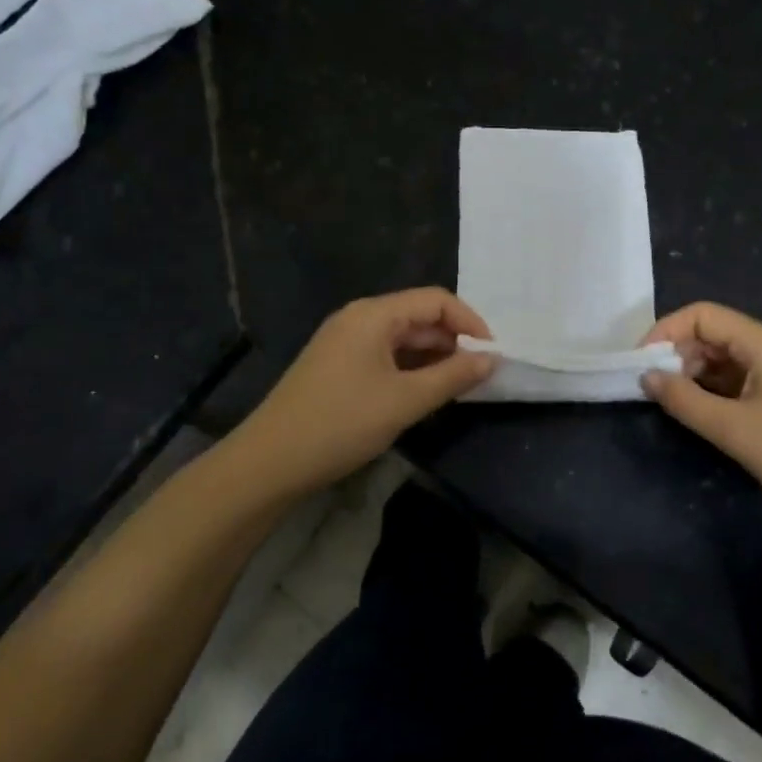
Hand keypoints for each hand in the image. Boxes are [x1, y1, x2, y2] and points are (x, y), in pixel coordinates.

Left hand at [235, 288, 496, 496]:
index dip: (469, 322)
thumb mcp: (405, 401)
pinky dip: (409, 369)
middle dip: (452, 341)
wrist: (270, 461)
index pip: (435, 300)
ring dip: (432, 357)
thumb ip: (453, 377)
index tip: (491, 355)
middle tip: (478, 375)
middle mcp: (358, 318)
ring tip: (456, 387)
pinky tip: (422, 393)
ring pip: (401, 338)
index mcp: (373, 314)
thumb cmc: (341, 423)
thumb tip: (492, 359)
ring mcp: (344, 341)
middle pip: (418, 316)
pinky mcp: (336, 365)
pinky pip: (384, 355)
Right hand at [641, 302, 761, 539]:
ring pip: (724, 359)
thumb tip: (646, 376)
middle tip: (653, 390)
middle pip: (712, 333)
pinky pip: (739, 382)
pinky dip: (714, 392)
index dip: (666, 331)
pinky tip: (703, 416)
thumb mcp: (735, 429)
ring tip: (673, 405)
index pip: (702, 314)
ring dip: (694, 376)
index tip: (640, 364)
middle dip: (677, 354)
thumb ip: (685, 400)